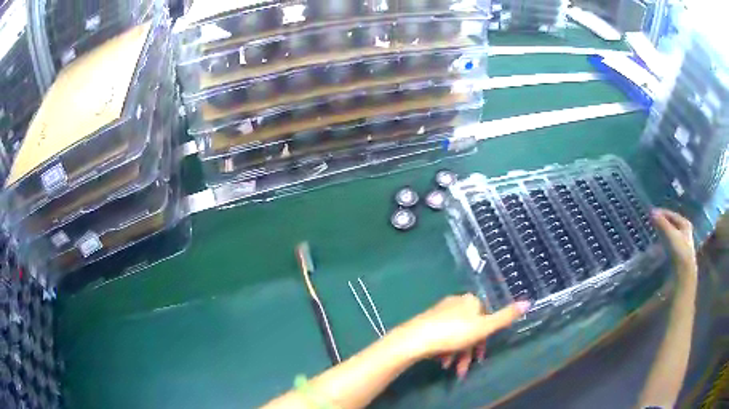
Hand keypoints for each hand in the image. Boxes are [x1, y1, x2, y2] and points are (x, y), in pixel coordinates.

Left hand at [395, 294, 528, 378]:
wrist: (416, 339)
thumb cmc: (453, 333)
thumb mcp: (484, 327)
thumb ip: (505, 317)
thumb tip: (528, 302)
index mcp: (470, 300)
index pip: (486, 317)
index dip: (485, 338)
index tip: (481, 355)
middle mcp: (456, 302)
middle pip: (471, 329)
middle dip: (470, 351)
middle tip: (465, 368)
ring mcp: (440, 312)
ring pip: (457, 335)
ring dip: (458, 354)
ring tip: (453, 369)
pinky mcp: (428, 322)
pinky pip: (444, 336)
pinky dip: (446, 350)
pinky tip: (443, 362)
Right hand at [651, 208, 696, 284]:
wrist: (684, 276)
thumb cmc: (679, 252)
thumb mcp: (670, 235)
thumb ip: (661, 223)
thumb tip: (651, 211)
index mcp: (685, 224)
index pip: (672, 215)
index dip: (662, 213)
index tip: (651, 214)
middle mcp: (686, 233)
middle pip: (673, 226)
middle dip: (663, 225)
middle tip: (652, 225)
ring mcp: (683, 247)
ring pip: (671, 237)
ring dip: (663, 236)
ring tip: (654, 237)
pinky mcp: (679, 259)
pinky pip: (670, 248)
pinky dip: (664, 247)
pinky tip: (659, 250)